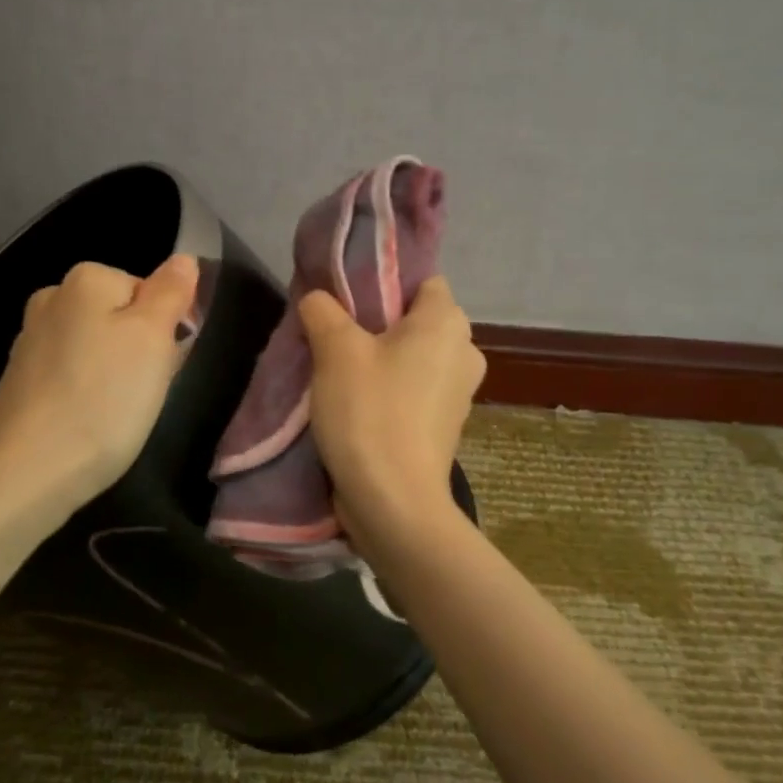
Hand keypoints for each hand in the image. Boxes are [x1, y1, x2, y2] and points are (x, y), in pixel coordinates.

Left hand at [0, 255, 200, 511]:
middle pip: (120, 316)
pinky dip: (86, 392)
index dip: (165, 327)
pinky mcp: (19, 380)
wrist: (29, 472)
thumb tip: (183, 259)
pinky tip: (88, 422)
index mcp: (85, 279)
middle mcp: (51, 299)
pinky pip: (71, 374)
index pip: (148, 289)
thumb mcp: (153, 339)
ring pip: (96, 346)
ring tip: (117, 412)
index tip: (165, 365)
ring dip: (114, 372)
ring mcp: (29, 340)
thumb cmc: (104, 399)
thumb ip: (171, 292)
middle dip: (140, 349)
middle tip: (145, 391)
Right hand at [297, 277, 485, 558]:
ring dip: (380, 358)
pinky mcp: (444, 424)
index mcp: (447, 323)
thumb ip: (323, 310)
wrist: (394, 502)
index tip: (346, 298)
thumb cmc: (370, 413)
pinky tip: (356, 402)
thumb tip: (318, 297)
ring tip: (337, 370)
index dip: (384, 282)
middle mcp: (464, 351)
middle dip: (376, 322)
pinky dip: (389, 388)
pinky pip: (414, 388)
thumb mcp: (335, 351)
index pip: (421, 280)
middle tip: (333, 333)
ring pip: (413, 356)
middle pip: (415, 318)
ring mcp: (459, 392)